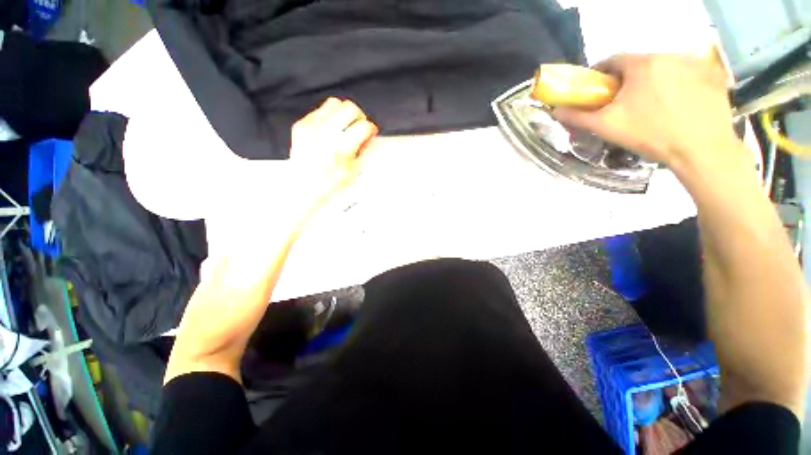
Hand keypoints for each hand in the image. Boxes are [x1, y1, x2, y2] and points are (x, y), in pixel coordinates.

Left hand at [289, 97, 378, 210]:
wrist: (303, 188)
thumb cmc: (327, 185)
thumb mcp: (354, 171)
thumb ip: (363, 151)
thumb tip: (367, 138)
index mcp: (341, 148)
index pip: (363, 126)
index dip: (370, 129)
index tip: (370, 132)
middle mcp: (325, 134)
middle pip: (349, 108)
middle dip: (359, 117)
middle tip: (359, 127)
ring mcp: (311, 127)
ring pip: (334, 103)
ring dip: (344, 113)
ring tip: (345, 126)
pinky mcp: (302, 125)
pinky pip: (320, 111)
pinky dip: (329, 117)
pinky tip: (331, 130)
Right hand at [552, 54, 739, 173]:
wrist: (701, 150)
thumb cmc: (649, 135)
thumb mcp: (607, 127)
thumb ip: (578, 116)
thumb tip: (556, 111)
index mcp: (641, 64)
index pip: (612, 60)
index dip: (600, 75)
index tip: (596, 91)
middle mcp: (669, 55)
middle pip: (638, 64)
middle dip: (626, 80)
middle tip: (622, 103)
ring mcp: (694, 63)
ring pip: (662, 68)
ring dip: (651, 81)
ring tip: (651, 106)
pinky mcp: (713, 75)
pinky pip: (686, 74)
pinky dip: (676, 84)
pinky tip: (676, 104)